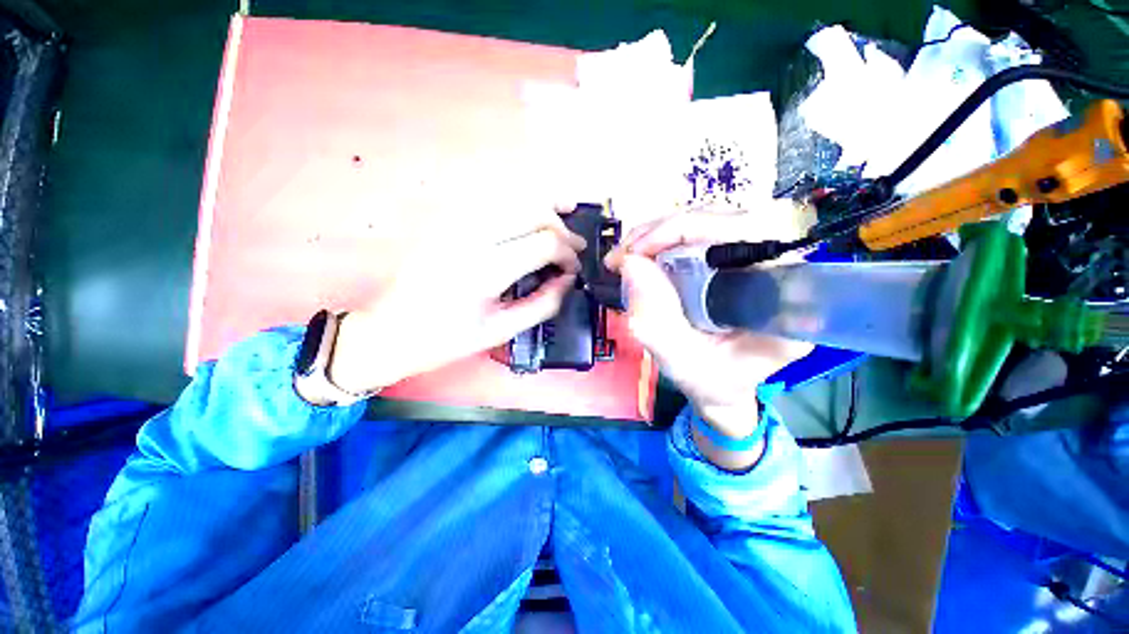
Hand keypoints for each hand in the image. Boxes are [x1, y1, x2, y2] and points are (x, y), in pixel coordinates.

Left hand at [329, 212, 585, 393]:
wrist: (390, 331)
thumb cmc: (446, 340)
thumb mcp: (501, 330)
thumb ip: (543, 304)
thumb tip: (568, 280)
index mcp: (485, 270)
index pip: (544, 243)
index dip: (568, 253)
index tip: (574, 269)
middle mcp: (471, 237)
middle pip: (532, 211)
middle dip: (561, 226)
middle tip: (575, 244)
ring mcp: (455, 223)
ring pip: (511, 196)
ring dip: (543, 202)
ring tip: (565, 209)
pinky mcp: (447, 221)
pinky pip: (491, 200)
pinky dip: (518, 200)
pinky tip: (531, 207)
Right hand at [606, 211, 812, 439]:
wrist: (723, 387)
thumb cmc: (713, 382)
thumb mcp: (682, 363)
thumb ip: (657, 322)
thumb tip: (631, 264)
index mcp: (784, 298)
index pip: (750, 232)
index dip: (691, 229)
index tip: (641, 252)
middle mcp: (777, 269)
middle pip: (725, 219)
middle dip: (664, 230)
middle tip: (624, 253)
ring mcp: (754, 259)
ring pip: (708, 221)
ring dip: (658, 233)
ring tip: (626, 255)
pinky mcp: (732, 259)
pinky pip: (698, 235)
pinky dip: (662, 241)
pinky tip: (640, 256)